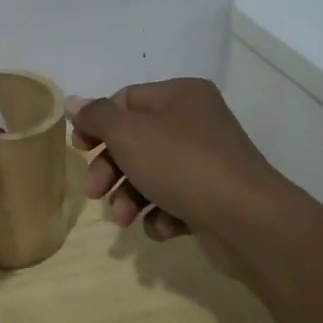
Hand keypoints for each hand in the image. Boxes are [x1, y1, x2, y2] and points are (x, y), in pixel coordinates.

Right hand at [66, 79, 287, 268]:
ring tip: (124, 219)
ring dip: (130, 197)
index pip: (126, 100)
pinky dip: (161, 214)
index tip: (80, 149)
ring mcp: (208, 162)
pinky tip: (162, 226)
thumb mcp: (128, 134)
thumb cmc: (182, 165)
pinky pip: (175, 200)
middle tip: (94, 191)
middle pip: (136, 140)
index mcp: (181, 96)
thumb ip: (97, 116)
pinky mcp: (214, 198)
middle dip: (111, 169)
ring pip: (152, 174)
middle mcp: (196, 123)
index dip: (98, 124)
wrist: (248, 221)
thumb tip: (74, 102)